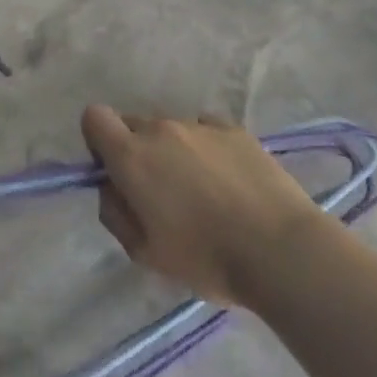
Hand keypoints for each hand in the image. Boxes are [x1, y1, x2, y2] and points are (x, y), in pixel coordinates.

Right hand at [81, 105, 321, 306]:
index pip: (94, 117)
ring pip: (171, 130)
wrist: (282, 251)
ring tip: (203, 192)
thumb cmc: (206, 258)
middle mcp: (160, 129)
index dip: (98, 141)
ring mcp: (199, 125)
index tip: (115, 172)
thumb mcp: (144, 253)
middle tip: (160, 192)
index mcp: (131, 155)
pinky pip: (206, 130)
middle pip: (133, 124)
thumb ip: (115, 214)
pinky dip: (207, 149)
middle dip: (137, 150)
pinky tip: (228, 182)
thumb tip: (111, 188)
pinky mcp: (234, 129)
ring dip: (174, 152)